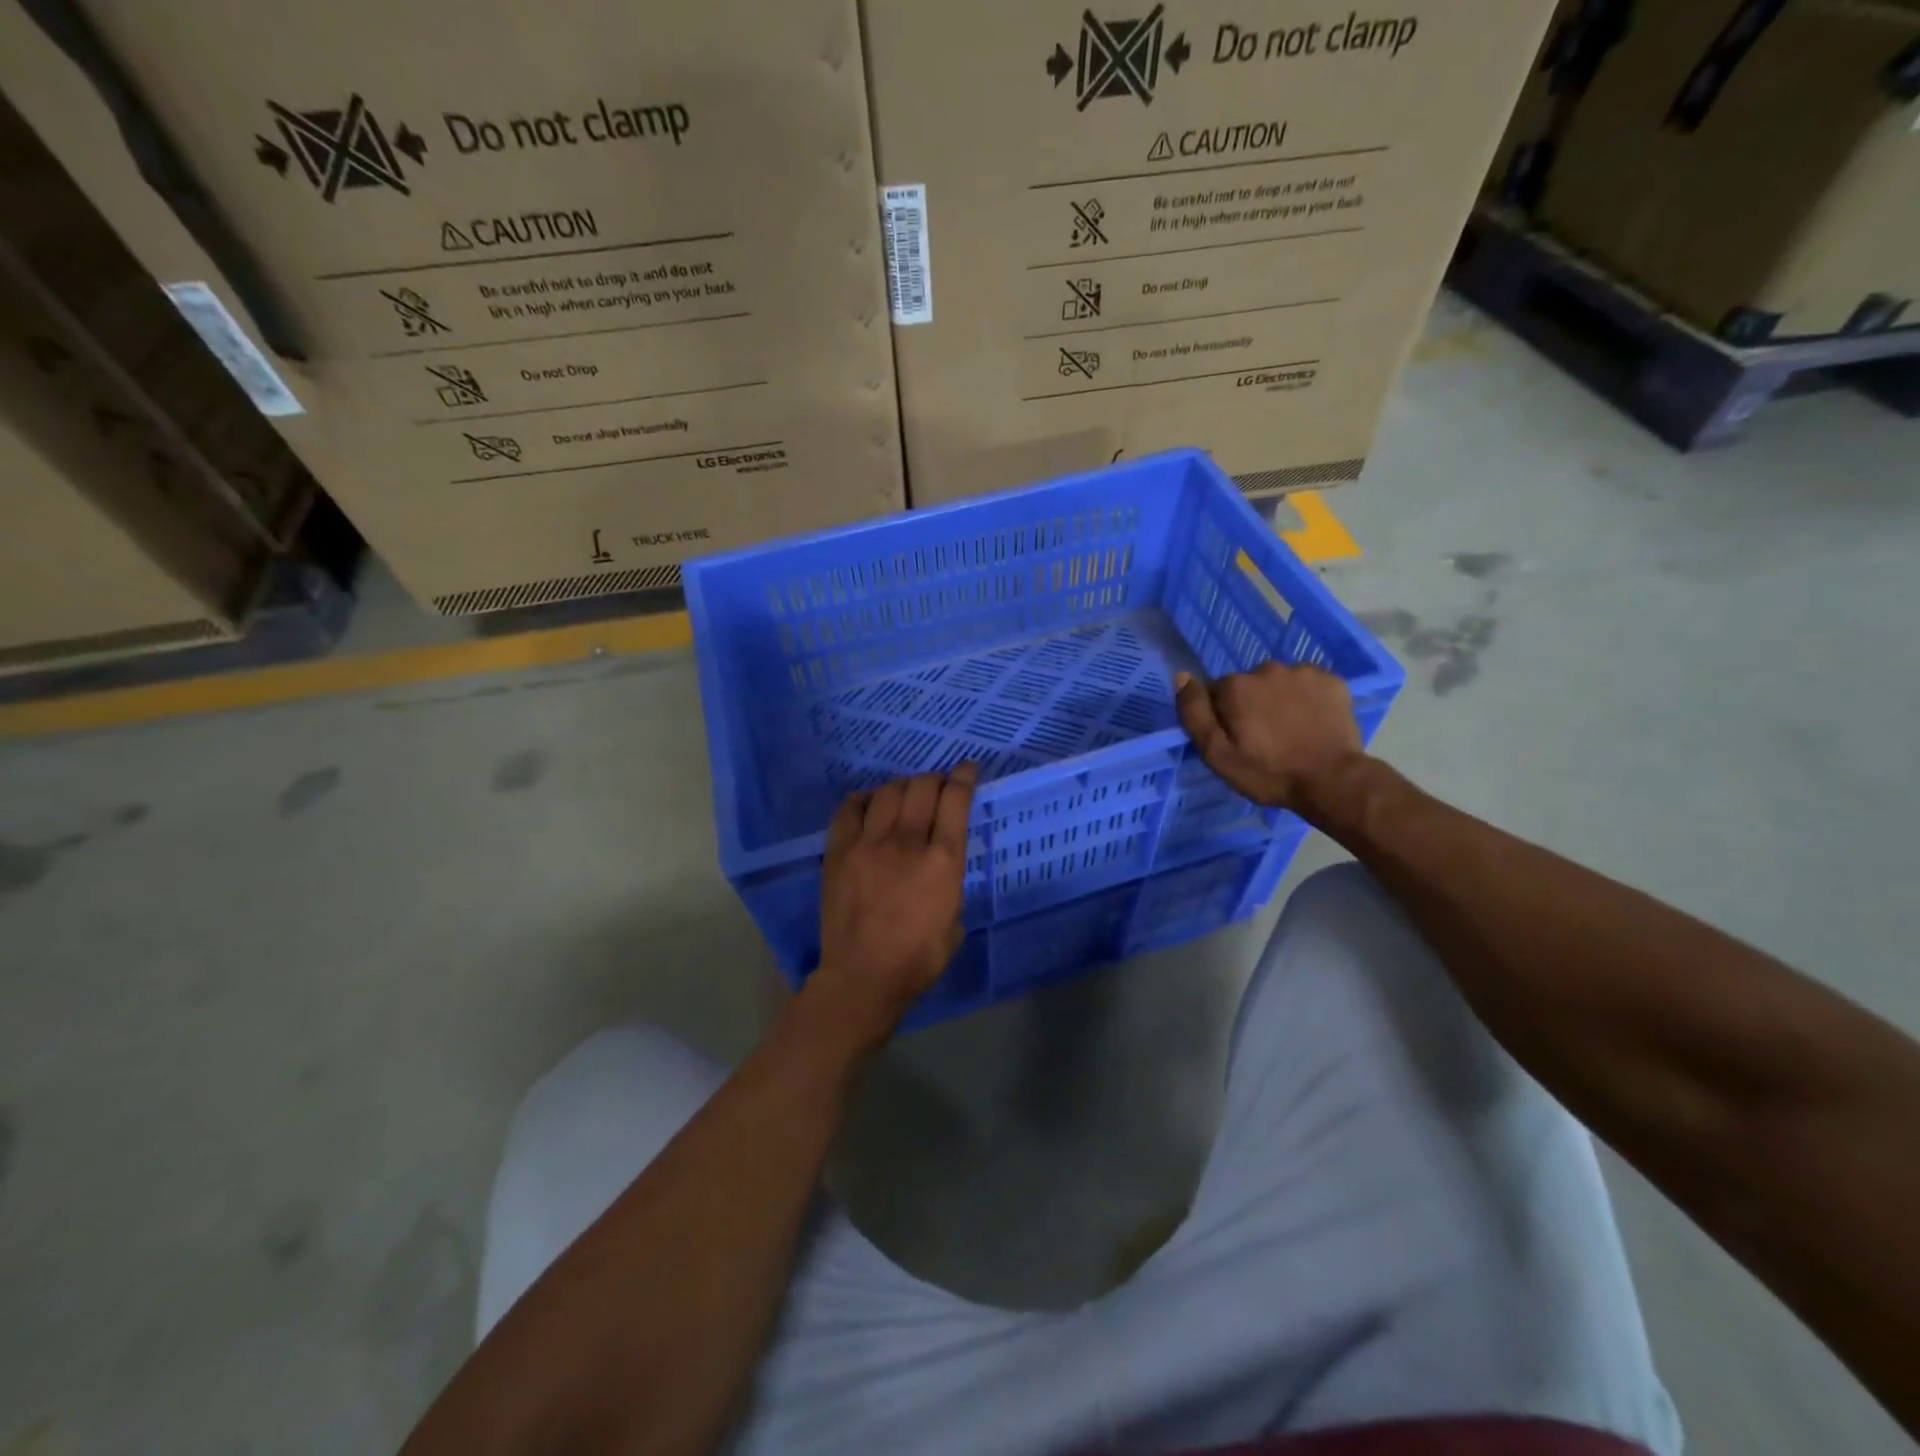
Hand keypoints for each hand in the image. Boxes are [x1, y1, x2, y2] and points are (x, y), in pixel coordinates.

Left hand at [816, 764, 977, 1024]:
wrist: (862, 977)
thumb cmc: (918, 959)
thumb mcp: (955, 920)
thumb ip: (950, 881)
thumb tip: (940, 862)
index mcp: (943, 862)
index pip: (955, 801)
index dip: (964, 777)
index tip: (967, 768)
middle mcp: (908, 843)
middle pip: (922, 787)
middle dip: (934, 779)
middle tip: (936, 787)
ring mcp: (869, 844)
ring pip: (888, 791)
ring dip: (902, 787)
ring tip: (905, 797)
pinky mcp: (839, 851)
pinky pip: (850, 808)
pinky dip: (865, 799)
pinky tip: (870, 804)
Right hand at [1174, 663, 1364, 815]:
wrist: (1332, 780)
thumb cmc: (1268, 772)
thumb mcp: (1217, 754)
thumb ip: (1194, 713)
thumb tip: (1182, 677)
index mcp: (1235, 686)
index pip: (1216, 692)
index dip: (1222, 716)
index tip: (1235, 739)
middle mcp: (1266, 669)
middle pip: (1248, 684)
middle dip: (1251, 704)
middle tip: (1263, 738)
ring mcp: (1303, 672)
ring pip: (1279, 682)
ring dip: (1279, 699)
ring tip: (1290, 730)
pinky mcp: (1332, 680)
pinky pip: (1308, 684)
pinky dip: (1307, 698)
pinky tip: (1312, 722)